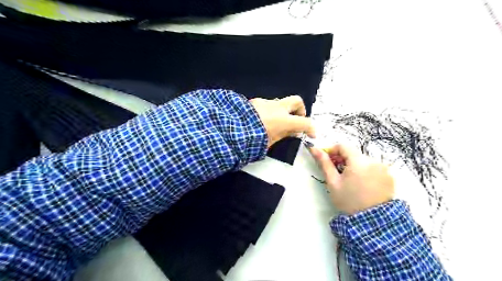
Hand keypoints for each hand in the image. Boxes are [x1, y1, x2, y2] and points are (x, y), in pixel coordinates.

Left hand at [250, 95, 314, 147]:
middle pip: (297, 101)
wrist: (232, 129)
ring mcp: (266, 102)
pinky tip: (261, 120)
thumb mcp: (271, 142)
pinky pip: (267, 104)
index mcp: (284, 121)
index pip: (305, 122)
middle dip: (300, 110)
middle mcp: (277, 108)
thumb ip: (284, 135)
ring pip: (280, 103)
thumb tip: (292, 132)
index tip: (311, 134)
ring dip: (282, 111)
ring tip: (274, 123)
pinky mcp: (256, 101)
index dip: (311, 129)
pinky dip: (269, 111)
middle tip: (296, 120)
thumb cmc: (252, 140)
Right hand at [311, 143, 396, 213]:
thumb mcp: (333, 182)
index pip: (343, 146)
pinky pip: (373, 168)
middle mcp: (374, 161)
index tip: (327, 159)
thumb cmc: (348, 201)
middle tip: (336, 171)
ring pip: (363, 161)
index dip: (333, 150)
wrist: (371, 222)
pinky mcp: (389, 176)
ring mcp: (383, 169)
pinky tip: (361, 184)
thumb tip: (314, 149)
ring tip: (349, 180)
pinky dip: (365, 171)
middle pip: (354, 153)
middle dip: (343, 159)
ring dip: (354, 165)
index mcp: (359, 162)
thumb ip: (324, 163)